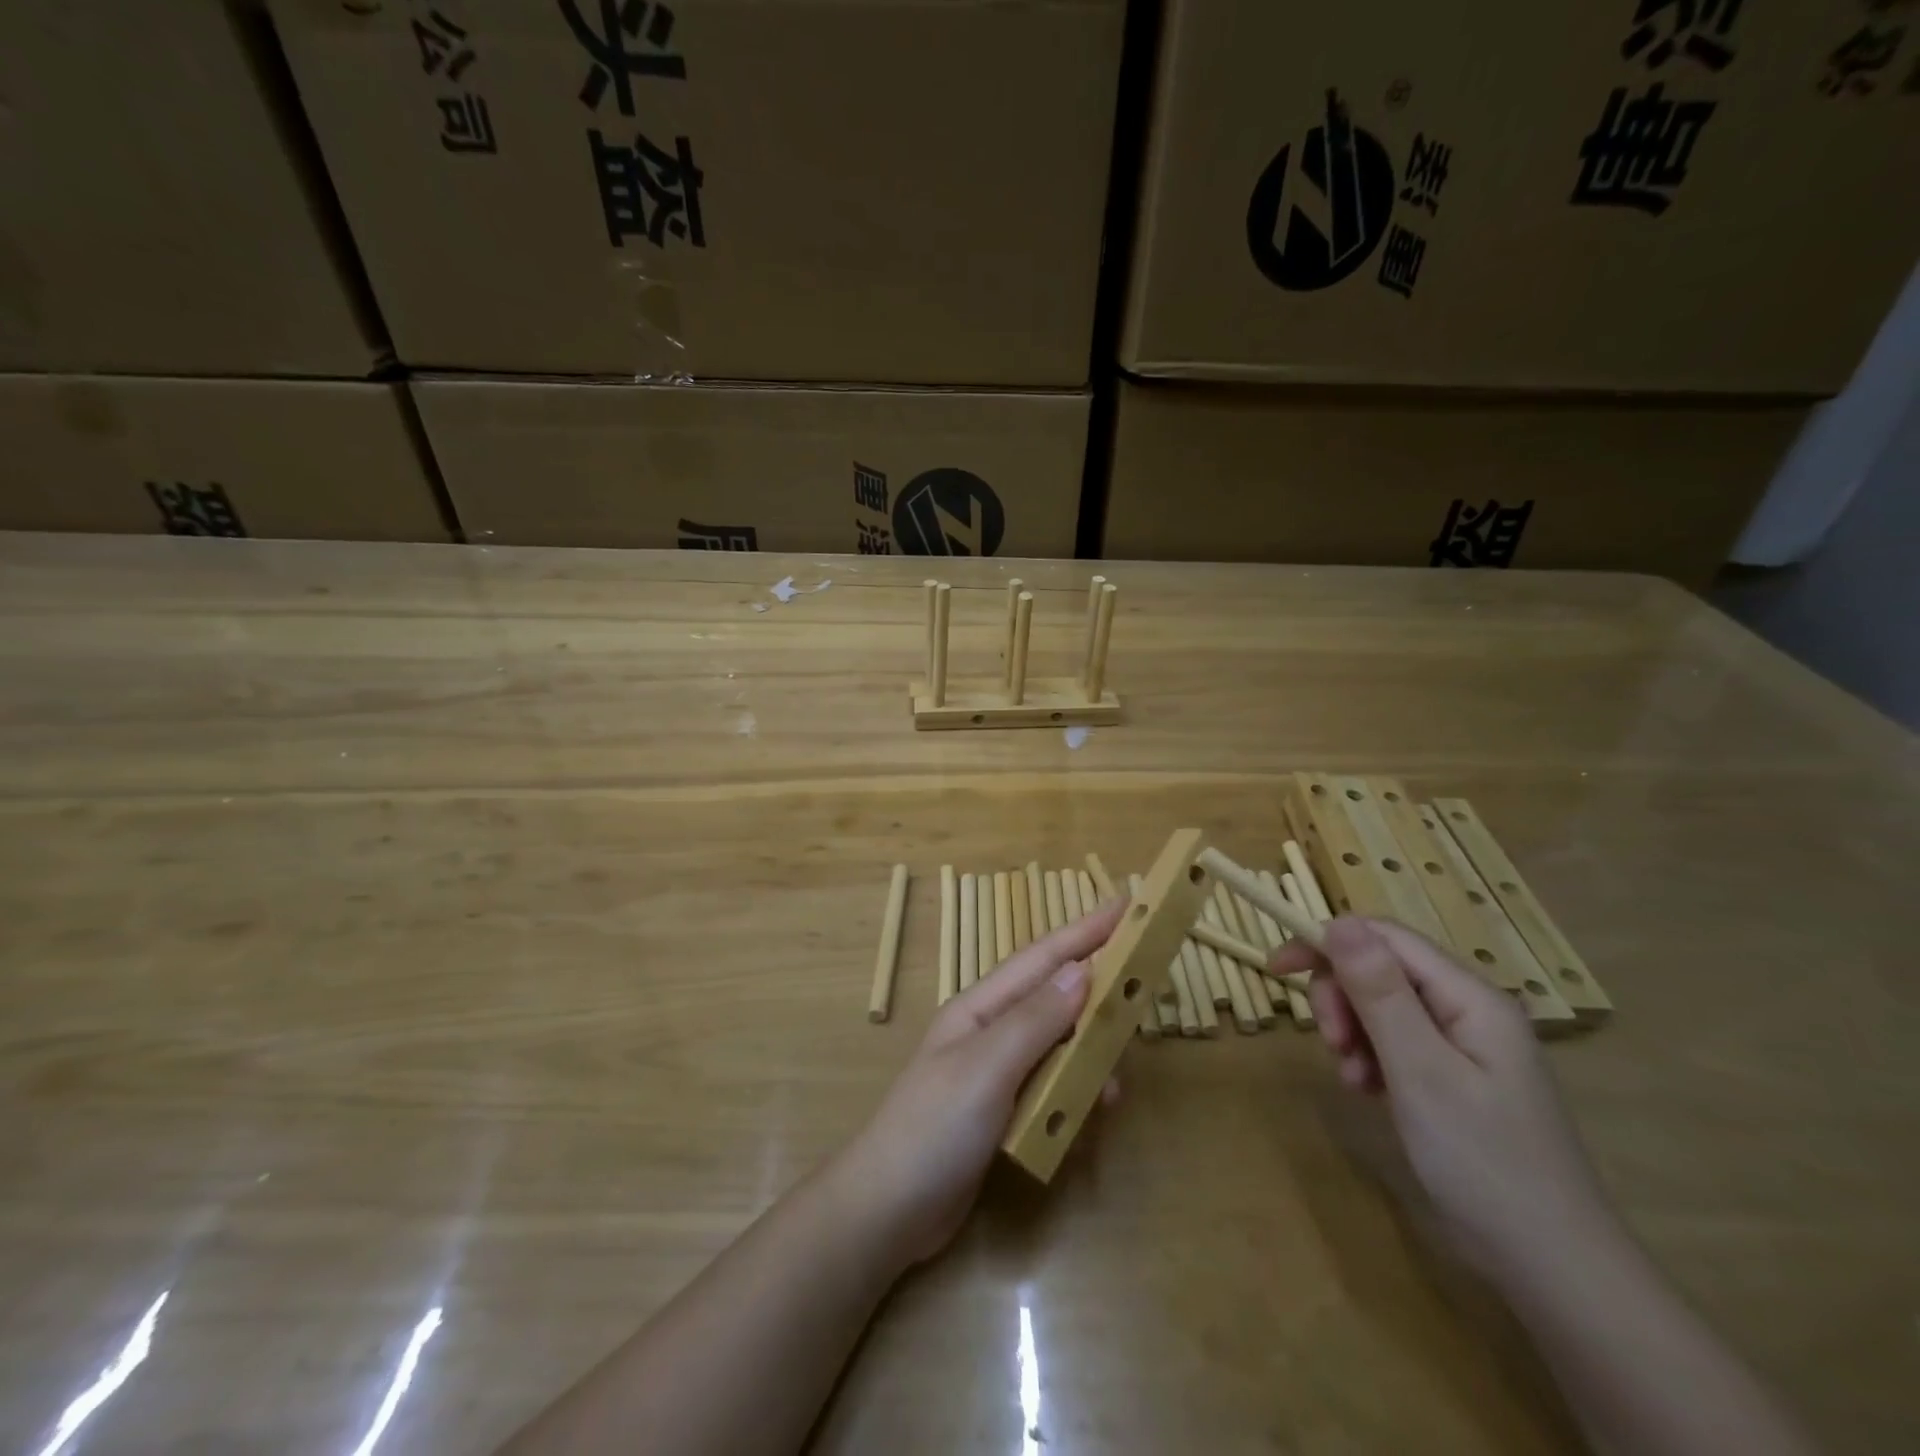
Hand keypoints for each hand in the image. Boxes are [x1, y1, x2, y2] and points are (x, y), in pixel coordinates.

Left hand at [831, 898, 1127, 1268]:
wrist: (888, 1212)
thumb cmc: (934, 1129)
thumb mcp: (987, 1068)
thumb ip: (1035, 1020)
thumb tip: (1082, 969)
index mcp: (981, 1007)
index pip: (1042, 958)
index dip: (1086, 930)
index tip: (1128, 904)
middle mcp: (991, 1031)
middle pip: (1053, 996)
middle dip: (1096, 984)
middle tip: (1144, 978)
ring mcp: (996, 1073)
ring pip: (1057, 1043)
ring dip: (1090, 1046)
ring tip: (1123, 1061)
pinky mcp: (1003, 1112)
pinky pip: (1051, 1086)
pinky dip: (1076, 1089)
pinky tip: (1095, 1107)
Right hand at [1272, 917, 1615, 1281]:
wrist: (1551, 1267)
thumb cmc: (1484, 1162)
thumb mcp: (1420, 1071)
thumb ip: (1379, 992)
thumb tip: (1339, 921)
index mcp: (1470, 997)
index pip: (1385, 938)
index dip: (1327, 942)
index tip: (1277, 969)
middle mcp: (1468, 1009)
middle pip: (1380, 970)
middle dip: (1342, 997)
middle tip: (1332, 1043)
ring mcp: (1463, 1045)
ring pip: (1382, 1007)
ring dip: (1353, 1032)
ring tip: (1352, 1078)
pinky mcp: (1453, 1077)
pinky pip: (1395, 1043)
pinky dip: (1370, 1059)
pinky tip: (1368, 1092)